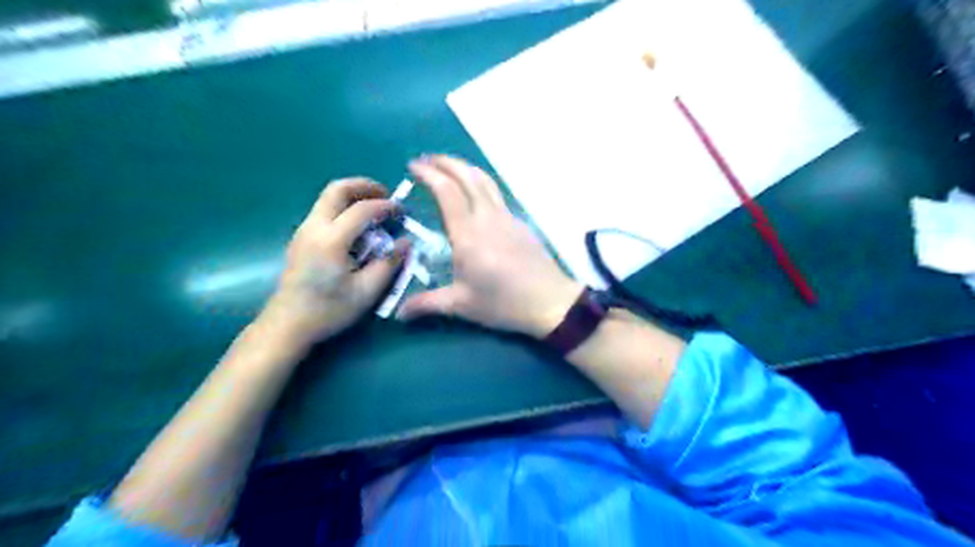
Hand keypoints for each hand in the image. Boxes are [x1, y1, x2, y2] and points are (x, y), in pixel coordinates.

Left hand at [254, 179, 408, 349]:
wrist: (287, 325)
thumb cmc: (328, 310)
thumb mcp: (366, 292)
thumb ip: (389, 264)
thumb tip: (405, 243)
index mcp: (331, 240)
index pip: (361, 210)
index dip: (385, 206)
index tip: (402, 212)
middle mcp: (314, 228)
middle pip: (337, 190)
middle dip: (364, 186)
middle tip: (386, 195)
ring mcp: (304, 231)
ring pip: (328, 199)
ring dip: (353, 197)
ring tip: (375, 211)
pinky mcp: (301, 239)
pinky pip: (324, 211)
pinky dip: (344, 209)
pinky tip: (358, 228)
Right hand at [393, 153, 577, 338]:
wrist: (551, 302)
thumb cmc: (503, 304)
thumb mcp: (462, 305)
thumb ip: (427, 304)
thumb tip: (399, 313)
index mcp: (468, 235)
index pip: (447, 191)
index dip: (429, 173)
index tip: (413, 166)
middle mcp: (487, 218)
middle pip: (467, 176)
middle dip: (445, 162)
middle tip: (427, 160)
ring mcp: (507, 217)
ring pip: (485, 181)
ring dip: (465, 168)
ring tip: (449, 167)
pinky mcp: (520, 223)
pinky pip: (497, 194)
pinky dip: (480, 183)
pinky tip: (475, 194)